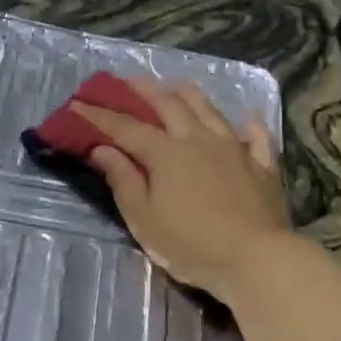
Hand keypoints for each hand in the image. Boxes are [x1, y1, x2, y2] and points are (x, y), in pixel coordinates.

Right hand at [74, 76, 291, 302]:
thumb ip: (123, 180)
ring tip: (177, 84)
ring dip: (189, 95)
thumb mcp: (143, 218)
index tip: (77, 104)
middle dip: (144, 90)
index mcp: (165, 153)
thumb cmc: (191, 244)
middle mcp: (198, 140)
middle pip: (169, 105)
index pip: (125, 127)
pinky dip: (250, 126)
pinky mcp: (263, 167)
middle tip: (127, 80)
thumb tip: (102, 149)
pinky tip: (247, 118)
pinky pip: (257, 138)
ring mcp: (235, 150)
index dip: (99, 115)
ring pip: (210, 111)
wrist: (256, 260)